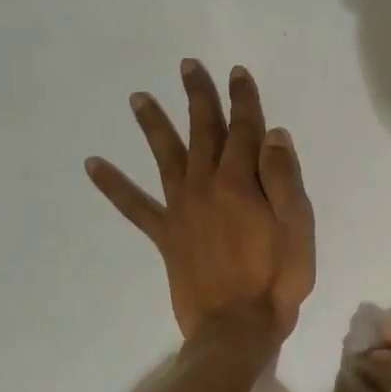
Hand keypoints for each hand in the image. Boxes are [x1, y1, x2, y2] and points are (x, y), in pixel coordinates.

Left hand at [86, 60, 315, 346]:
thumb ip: (284, 178)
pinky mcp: (165, 236)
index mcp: (241, 182)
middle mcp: (206, 186)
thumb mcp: (298, 226)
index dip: (242, 99)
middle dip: (198, 98)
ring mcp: (181, 210)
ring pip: (166, 157)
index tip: (237, 72)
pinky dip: (113, 185)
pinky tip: (93, 165)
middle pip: (202, 133)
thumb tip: (273, 134)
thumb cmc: (278, 276)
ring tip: (137, 98)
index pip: (244, 130)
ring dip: (153, 126)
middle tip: (188, 66)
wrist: (238, 325)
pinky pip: (134, 206)